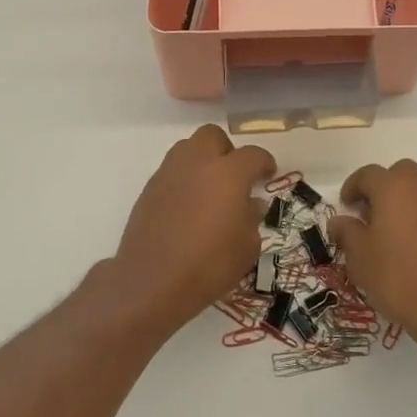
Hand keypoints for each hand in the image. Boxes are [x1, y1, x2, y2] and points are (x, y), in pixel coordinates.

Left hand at [110, 126, 274, 328]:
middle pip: (212, 136)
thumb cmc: (210, 265)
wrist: (153, 280)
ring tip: (209, 189)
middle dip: (226, 150)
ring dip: (201, 161)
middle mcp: (197, 163)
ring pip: (187, 148)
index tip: (268, 174)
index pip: (253, 154)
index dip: (264, 163)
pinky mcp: (148, 189)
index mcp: (228, 173)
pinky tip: (187, 207)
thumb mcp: (246, 247)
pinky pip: (171, 172)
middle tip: (234, 176)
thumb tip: (250, 203)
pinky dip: (183, 181)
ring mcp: (168, 174)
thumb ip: (251, 218)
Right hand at [329, 159, 416, 352]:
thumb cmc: (400, 280)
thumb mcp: (361, 259)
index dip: (353, 187)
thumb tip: (340, 220)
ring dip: (408, 202)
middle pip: (401, 174)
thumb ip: (347, 232)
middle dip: (384, 188)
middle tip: (372, 216)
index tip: (346, 207)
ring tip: (398, 234)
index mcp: (394, 188)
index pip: (368, 174)